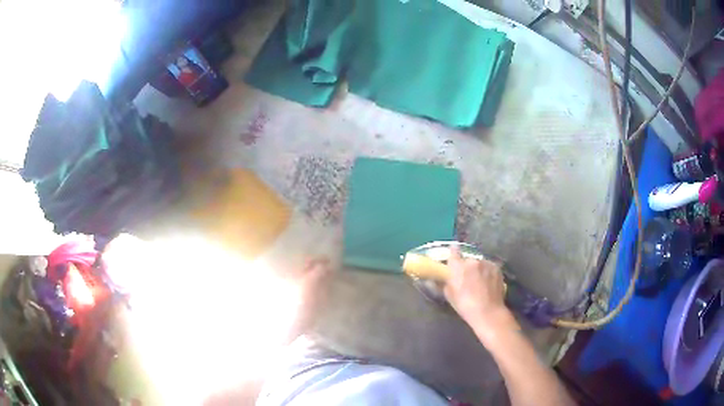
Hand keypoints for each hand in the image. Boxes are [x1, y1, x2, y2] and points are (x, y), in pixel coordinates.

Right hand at [444, 248, 517, 336]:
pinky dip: (487, 272)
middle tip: (467, 278)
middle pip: (467, 260)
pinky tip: (488, 283)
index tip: (453, 253)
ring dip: (478, 269)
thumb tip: (442, 277)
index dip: (453, 252)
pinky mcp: (496, 268)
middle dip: (467, 267)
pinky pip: (489, 267)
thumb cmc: (465, 305)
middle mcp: (472, 261)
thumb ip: (445, 282)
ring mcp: (486, 263)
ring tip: (479, 282)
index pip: (453, 251)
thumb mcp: (449, 295)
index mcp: (458, 266)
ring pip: (479, 263)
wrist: (488, 311)